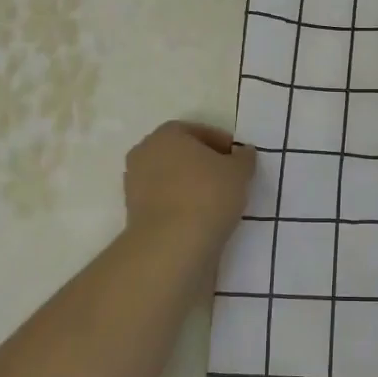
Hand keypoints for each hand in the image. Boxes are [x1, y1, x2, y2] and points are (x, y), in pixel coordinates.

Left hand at [123, 121, 255, 253]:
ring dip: (191, 185)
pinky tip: (201, 217)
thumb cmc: (207, 195)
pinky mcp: (133, 212)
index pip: (199, 131)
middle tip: (229, 178)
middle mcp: (145, 152)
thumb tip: (243, 153)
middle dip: (204, 163)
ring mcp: (134, 183)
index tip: (238, 160)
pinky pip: (165, 200)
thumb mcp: (239, 172)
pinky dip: (181, 205)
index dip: (222, 143)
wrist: (171, 245)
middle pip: (181, 153)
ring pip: (171, 178)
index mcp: (167, 134)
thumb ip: (244, 158)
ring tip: (217, 201)